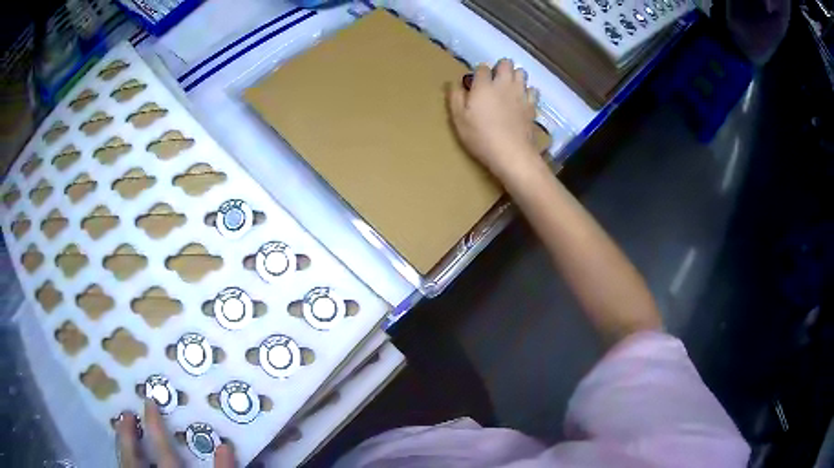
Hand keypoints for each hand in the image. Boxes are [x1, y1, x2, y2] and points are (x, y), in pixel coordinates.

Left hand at [116, 400, 234, 467]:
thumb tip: (224, 447)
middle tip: (125, 414)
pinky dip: (123, 464)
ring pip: (125, 466)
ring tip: (120, 431)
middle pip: (133, 458)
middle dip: (128, 434)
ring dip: (122, 447)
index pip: (162, 451)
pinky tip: (124, 460)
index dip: (155, 426)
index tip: (149, 402)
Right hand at [448, 59, 540, 180]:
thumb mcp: (459, 119)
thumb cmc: (481, 137)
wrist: (511, 153)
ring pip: (521, 73)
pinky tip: (522, 98)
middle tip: (495, 79)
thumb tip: (453, 83)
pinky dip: (528, 91)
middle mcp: (504, 84)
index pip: (482, 67)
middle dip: (500, 67)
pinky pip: (533, 90)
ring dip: (515, 75)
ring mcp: (520, 94)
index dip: (479, 71)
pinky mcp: (532, 106)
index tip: (476, 81)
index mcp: (484, 86)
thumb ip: (455, 98)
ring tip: (509, 86)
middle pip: (506, 64)